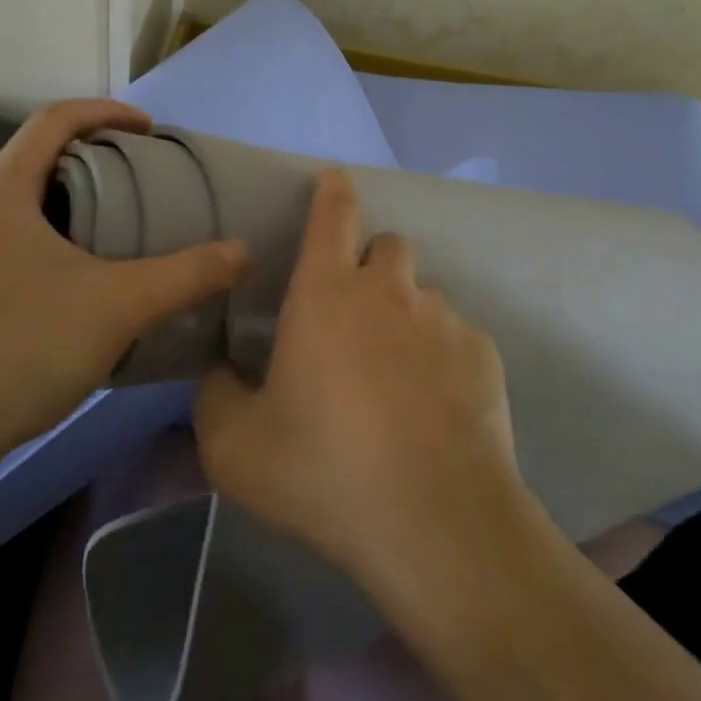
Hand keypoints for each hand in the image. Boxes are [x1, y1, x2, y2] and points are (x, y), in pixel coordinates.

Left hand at [0, 99, 249, 498]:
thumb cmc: (20, 346)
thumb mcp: (119, 305)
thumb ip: (187, 275)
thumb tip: (243, 251)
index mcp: (2, 191)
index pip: (54, 120)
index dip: (106, 112)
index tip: (149, 131)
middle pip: (38, 161)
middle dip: (95, 162)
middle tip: (143, 185)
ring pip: (24, 209)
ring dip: (73, 207)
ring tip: (119, 236)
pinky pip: (11, 248)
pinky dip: (53, 245)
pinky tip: (78, 289)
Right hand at [194, 169, 522, 592]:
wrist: (433, 521)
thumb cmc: (323, 472)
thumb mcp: (236, 448)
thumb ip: (216, 397)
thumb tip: (221, 374)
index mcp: (325, 295)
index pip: (332, 215)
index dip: (333, 191)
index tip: (335, 179)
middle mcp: (389, 291)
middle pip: (387, 246)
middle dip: (371, 267)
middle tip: (356, 320)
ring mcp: (443, 318)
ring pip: (424, 294)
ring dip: (407, 316)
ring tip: (398, 377)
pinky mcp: (483, 353)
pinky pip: (458, 336)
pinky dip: (442, 357)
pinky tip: (435, 410)